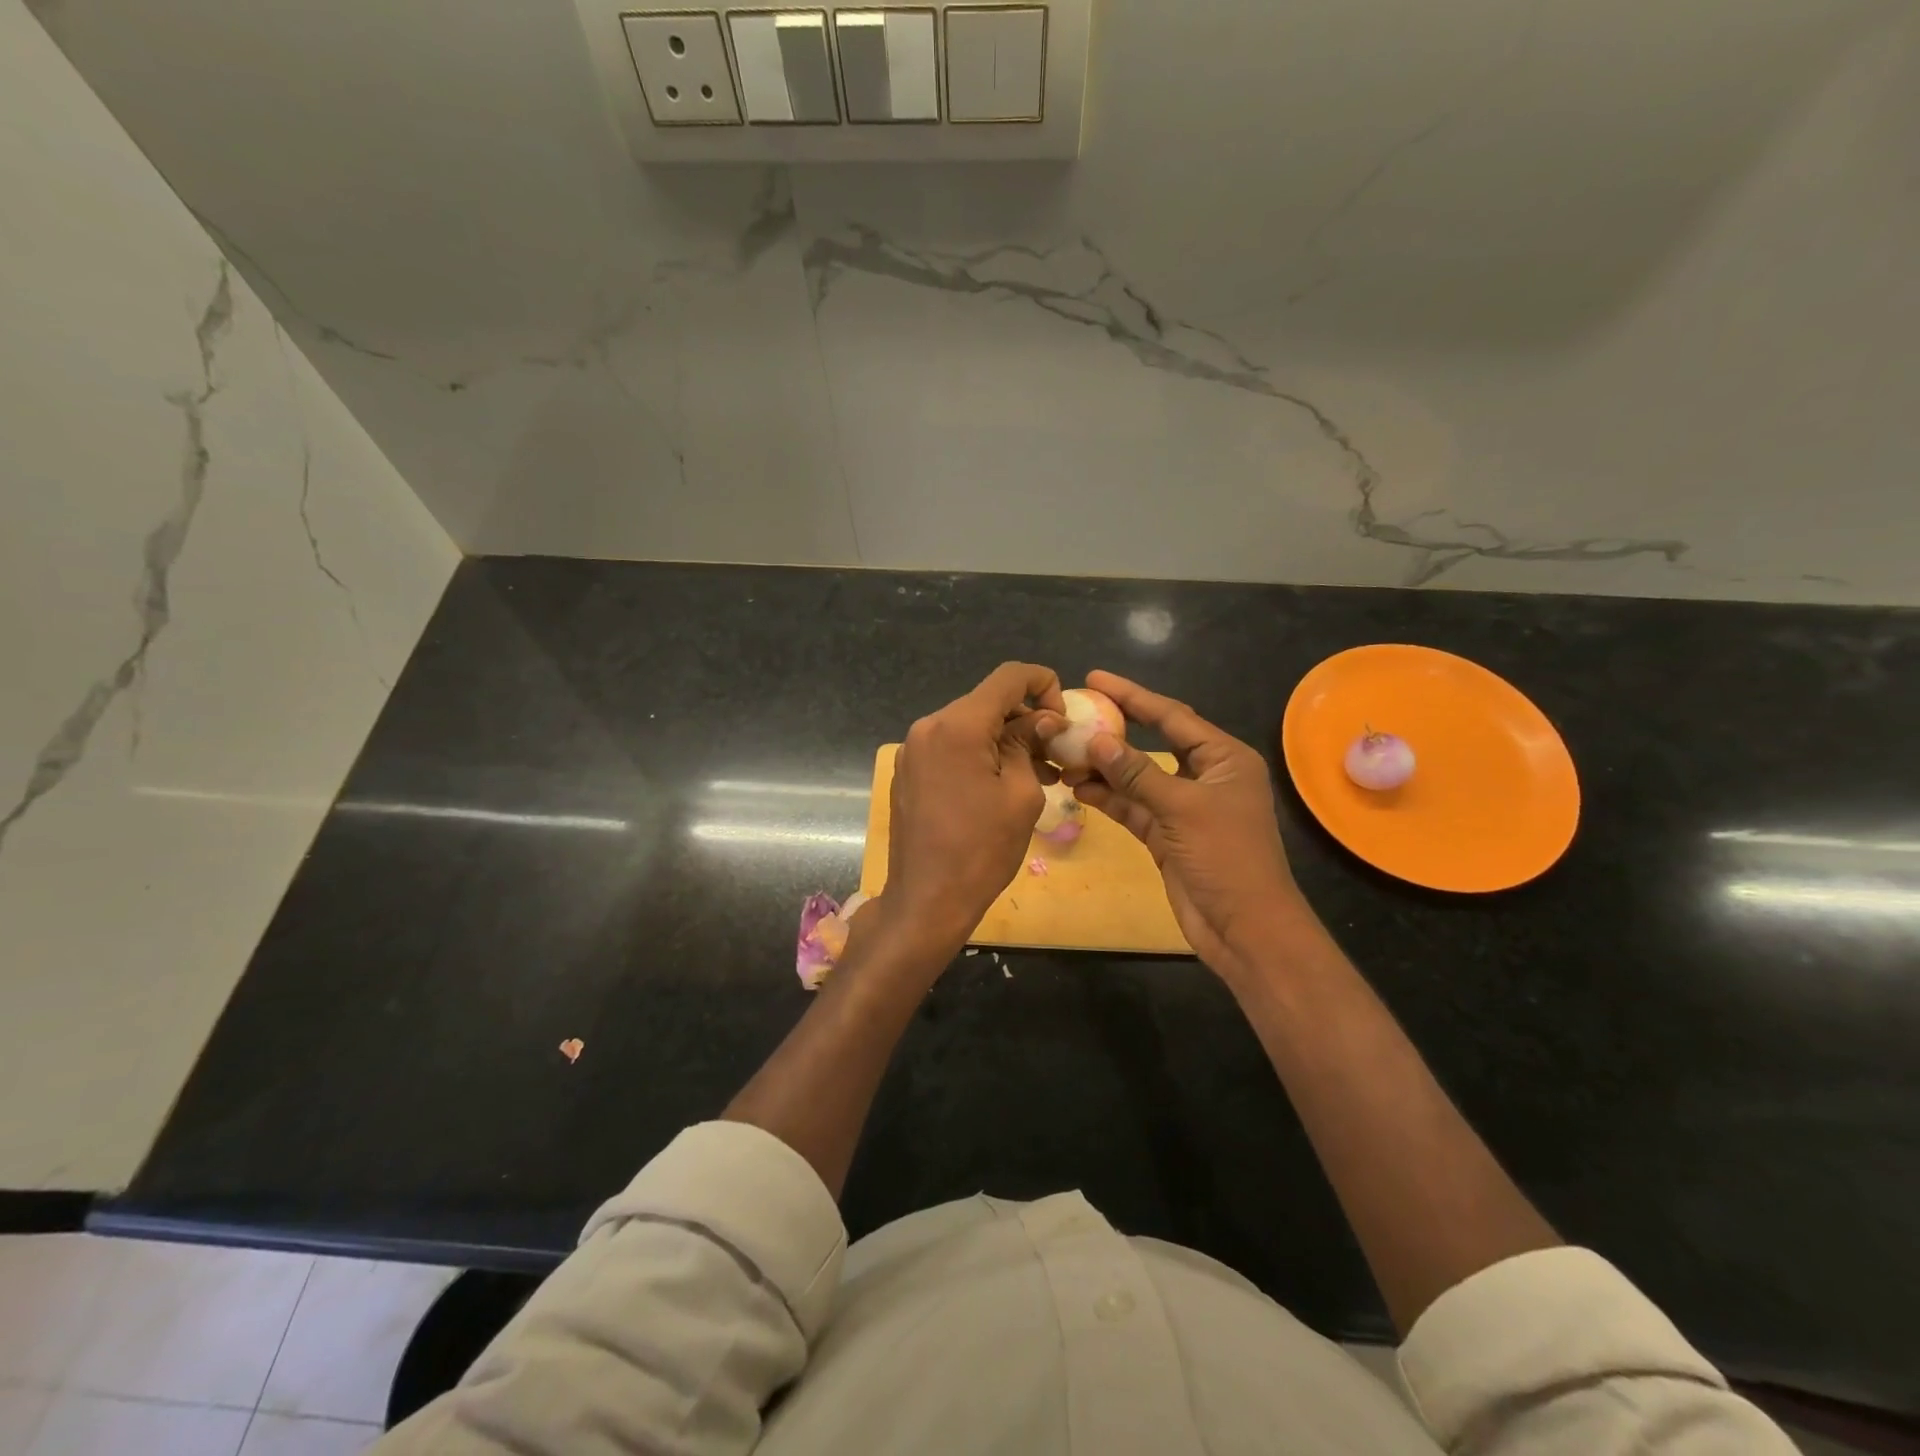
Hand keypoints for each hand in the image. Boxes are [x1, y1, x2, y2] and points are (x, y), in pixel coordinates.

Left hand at [884, 662, 1065, 953]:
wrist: (927, 899)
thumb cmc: (982, 849)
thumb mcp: (1021, 794)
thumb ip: (1030, 744)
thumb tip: (1042, 719)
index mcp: (957, 725)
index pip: (1008, 677)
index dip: (1044, 683)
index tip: (1063, 715)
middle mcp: (929, 727)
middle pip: (987, 703)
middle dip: (1026, 719)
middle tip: (1056, 752)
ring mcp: (913, 750)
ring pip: (969, 727)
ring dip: (1004, 740)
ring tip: (1039, 773)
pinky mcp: (909, 772)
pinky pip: (951, 749)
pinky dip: (980, 755)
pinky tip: (1003, 784)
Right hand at [1066, 670, 1307, 980]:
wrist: (1244, 927)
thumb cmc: (1226, 857)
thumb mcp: (1182, 808)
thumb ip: (1137, 772)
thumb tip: (1096, 739)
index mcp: (1223, 758)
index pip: (1172, 716)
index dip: (1133, 696)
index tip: (1095, 678)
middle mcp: (1204, 776)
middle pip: (1151, 743)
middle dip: (1113, 732)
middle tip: (1073, 715)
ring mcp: (1183, 807)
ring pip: (1137, 777)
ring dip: (1103, 769)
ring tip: (1064, 756)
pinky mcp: (1166, 835)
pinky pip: (1132, 806)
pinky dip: (1108, 798)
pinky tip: (1077, 787)